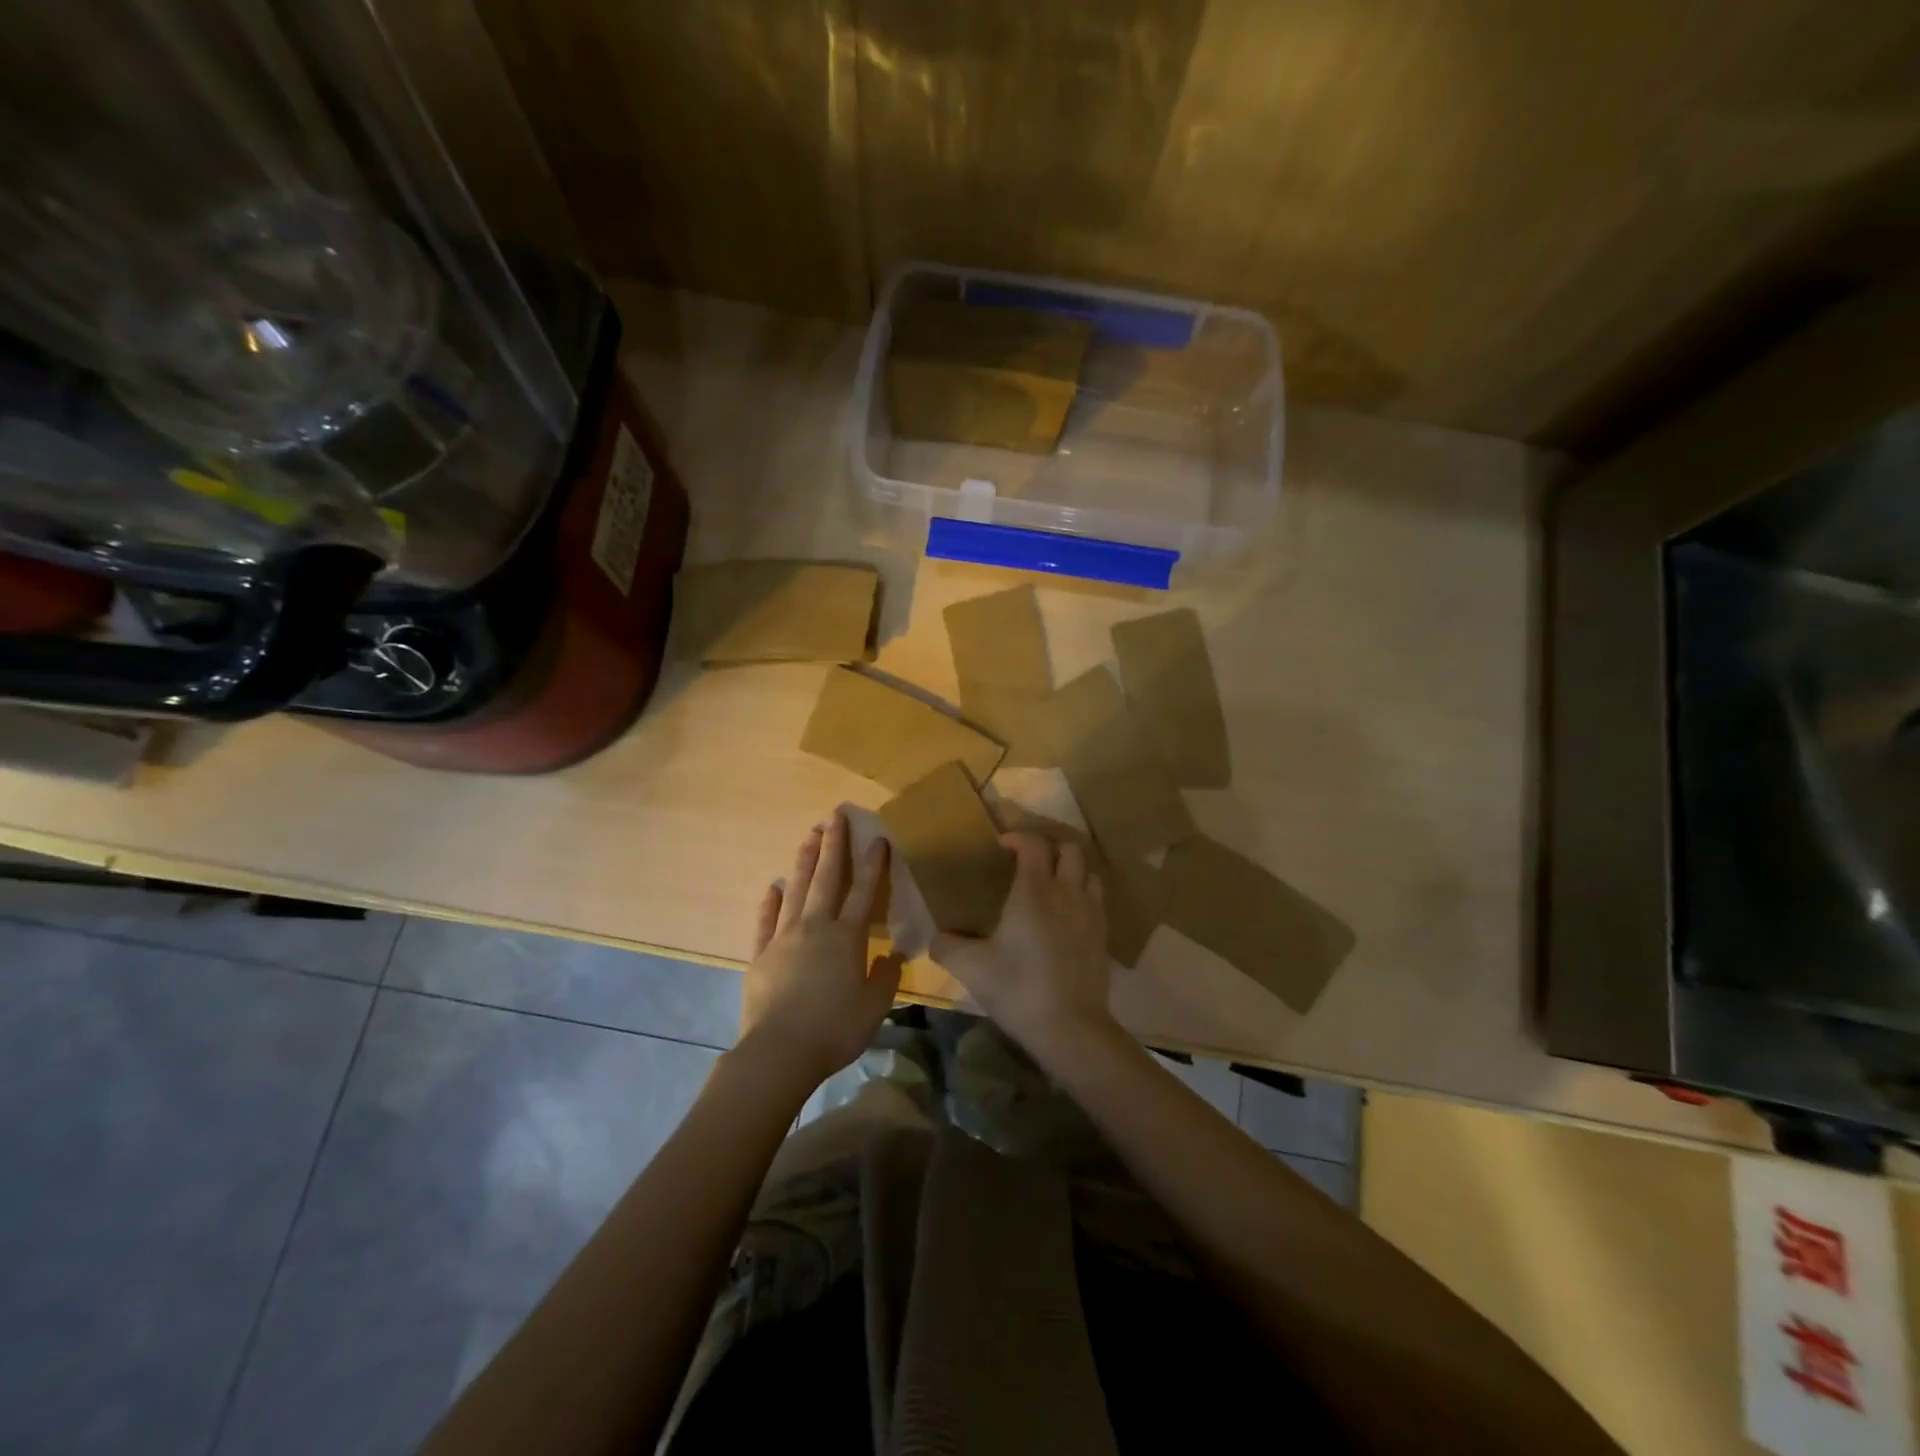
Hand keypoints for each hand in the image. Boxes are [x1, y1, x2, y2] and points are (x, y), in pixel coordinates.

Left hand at [736, 811, 902, 1091]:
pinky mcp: (761, 954)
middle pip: (826, 878)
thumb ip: (886, 977)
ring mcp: (784, 938)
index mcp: (847, 938)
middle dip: (833, 844)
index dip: (873, 863)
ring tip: (809, 834)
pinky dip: (770, 902)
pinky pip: (765, 921)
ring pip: (796, 890)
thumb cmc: (834, 1030)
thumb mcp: (874, 1008)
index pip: (864, 891)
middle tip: (835, 815)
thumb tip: (892, 954)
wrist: (778, 1053)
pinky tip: (772, 886)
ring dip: (804, 860)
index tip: (877, 837)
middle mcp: (816, 927)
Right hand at [930, 832, 1117, 1068]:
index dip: (1018, 836)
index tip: (1001, 844)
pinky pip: (1096, 900)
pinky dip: (1082, 895)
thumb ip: (947, 947)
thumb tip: (936, 937)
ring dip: (1071, 869)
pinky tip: (1067, 916)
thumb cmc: (1018, 989)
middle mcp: (1067, 892)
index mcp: (1034, 891)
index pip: (1033, 844)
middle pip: (1069, 849)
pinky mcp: (1103, 935)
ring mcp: (1091, 913)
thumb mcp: (972, 968)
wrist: (1070, 1027)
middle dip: (1049, 846)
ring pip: (1089, 872)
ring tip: (1052, 883)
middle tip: (1029, 860)